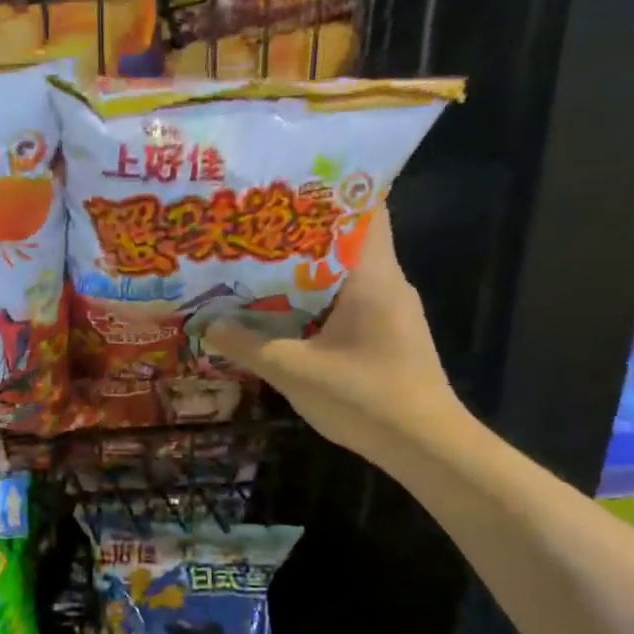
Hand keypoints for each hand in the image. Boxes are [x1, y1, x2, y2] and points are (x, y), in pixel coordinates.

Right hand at [205, 203, 463, 453]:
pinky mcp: (387, 337)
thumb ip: (248, 346)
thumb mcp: (294, 372)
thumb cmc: (365, 399)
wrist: (426, 448)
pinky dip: (316, 301)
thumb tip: (207, 325)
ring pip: (343, 275)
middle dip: (300, 232)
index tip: (284, 184)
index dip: (327, 189)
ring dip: (304, 271)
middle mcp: (387, 283)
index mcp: (372, 276)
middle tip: (252, 228)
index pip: (365, 207)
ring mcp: (390, 312)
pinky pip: (346, 303)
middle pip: (345, 239)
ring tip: (257, 266)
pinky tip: (282, 314)